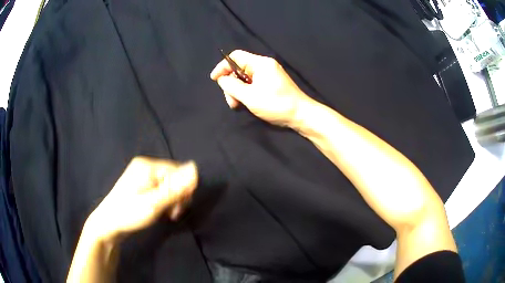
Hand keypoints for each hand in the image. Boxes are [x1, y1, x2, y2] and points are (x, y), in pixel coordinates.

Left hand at [86, 157, 197, 240]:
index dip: (183, 190)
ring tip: (165, 213)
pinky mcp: (141, 183)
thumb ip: (174, 188)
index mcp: (147, 166)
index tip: (178, 209)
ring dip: (172, 199)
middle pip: (173, 177)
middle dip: (177, 196)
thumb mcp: (153, 204)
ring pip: (168, 183)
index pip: (178, 171)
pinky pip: (160, 187)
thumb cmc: (129, 214)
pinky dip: (164, 199)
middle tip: (172, 213)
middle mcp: (145, 165)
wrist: (108, 223)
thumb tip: (195, 168)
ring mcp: (142, 174)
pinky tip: (160, 209)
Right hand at [210, 50, 310, 126]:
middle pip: (239, 68)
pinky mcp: (272, 83)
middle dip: (231, 84)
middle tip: (232, 101)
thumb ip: (232, 86)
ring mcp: (269, 75)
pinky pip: (253, 84)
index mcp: (260, 63)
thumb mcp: (249, 96)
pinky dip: (247, 92)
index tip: (215, 79)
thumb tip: (222, 79)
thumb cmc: (276, 104)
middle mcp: (264, 66)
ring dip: (238, 91)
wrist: (301, 115)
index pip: (235, 57)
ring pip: (245, 78)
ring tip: (238, 105)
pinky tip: (246, 103)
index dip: (222, 66)